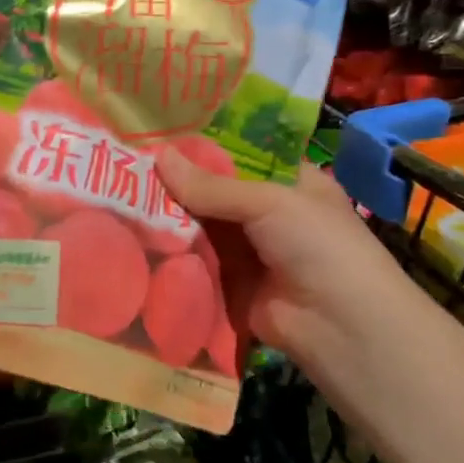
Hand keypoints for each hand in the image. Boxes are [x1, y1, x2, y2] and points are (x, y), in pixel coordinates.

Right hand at [154, 149, 406, 372]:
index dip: (205, 146)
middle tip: (129, 165)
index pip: (242, 154)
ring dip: (170, 217)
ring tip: (122, 196)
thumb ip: (211, 185)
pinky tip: (133, 236)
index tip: (161, 134)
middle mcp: (270, 213)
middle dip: (178, 183)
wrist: (341, 327)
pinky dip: (172, 252)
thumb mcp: (268, 202)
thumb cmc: (317, 245)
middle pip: (215, 191)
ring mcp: (250, 250)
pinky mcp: (231, 284)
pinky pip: (197, 261)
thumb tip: (157, 156)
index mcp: (291, 181)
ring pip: (202, 226)